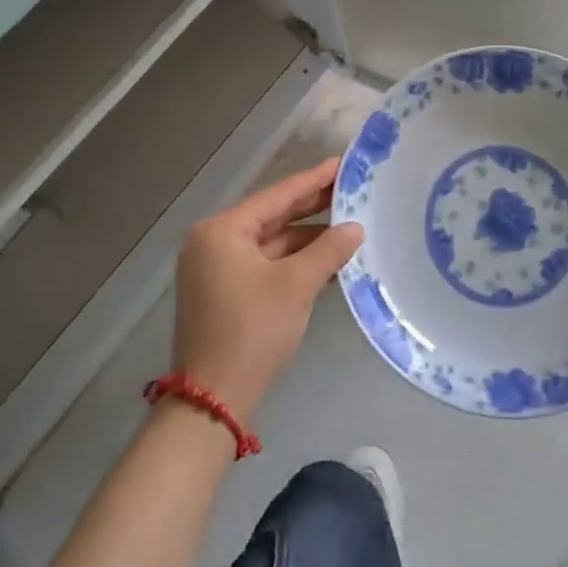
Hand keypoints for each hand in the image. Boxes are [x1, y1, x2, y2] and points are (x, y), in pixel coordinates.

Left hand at [171, 159, 364, 422]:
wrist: (212, 403)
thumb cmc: (252, 331)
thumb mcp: (296, 286)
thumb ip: (328, 250)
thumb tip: (355, 228)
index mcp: (222, 231)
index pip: (277, 196)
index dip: (314, 180)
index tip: (343, 163)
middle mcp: (214, 242)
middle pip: (273, 216)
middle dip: (312, 207)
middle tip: (351, 189)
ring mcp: (217, 269)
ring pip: (271, 242)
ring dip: (308, 238)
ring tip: (349, 225)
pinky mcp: (225, 293)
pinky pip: (266, 264)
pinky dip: (295, 261)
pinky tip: (328, 258)